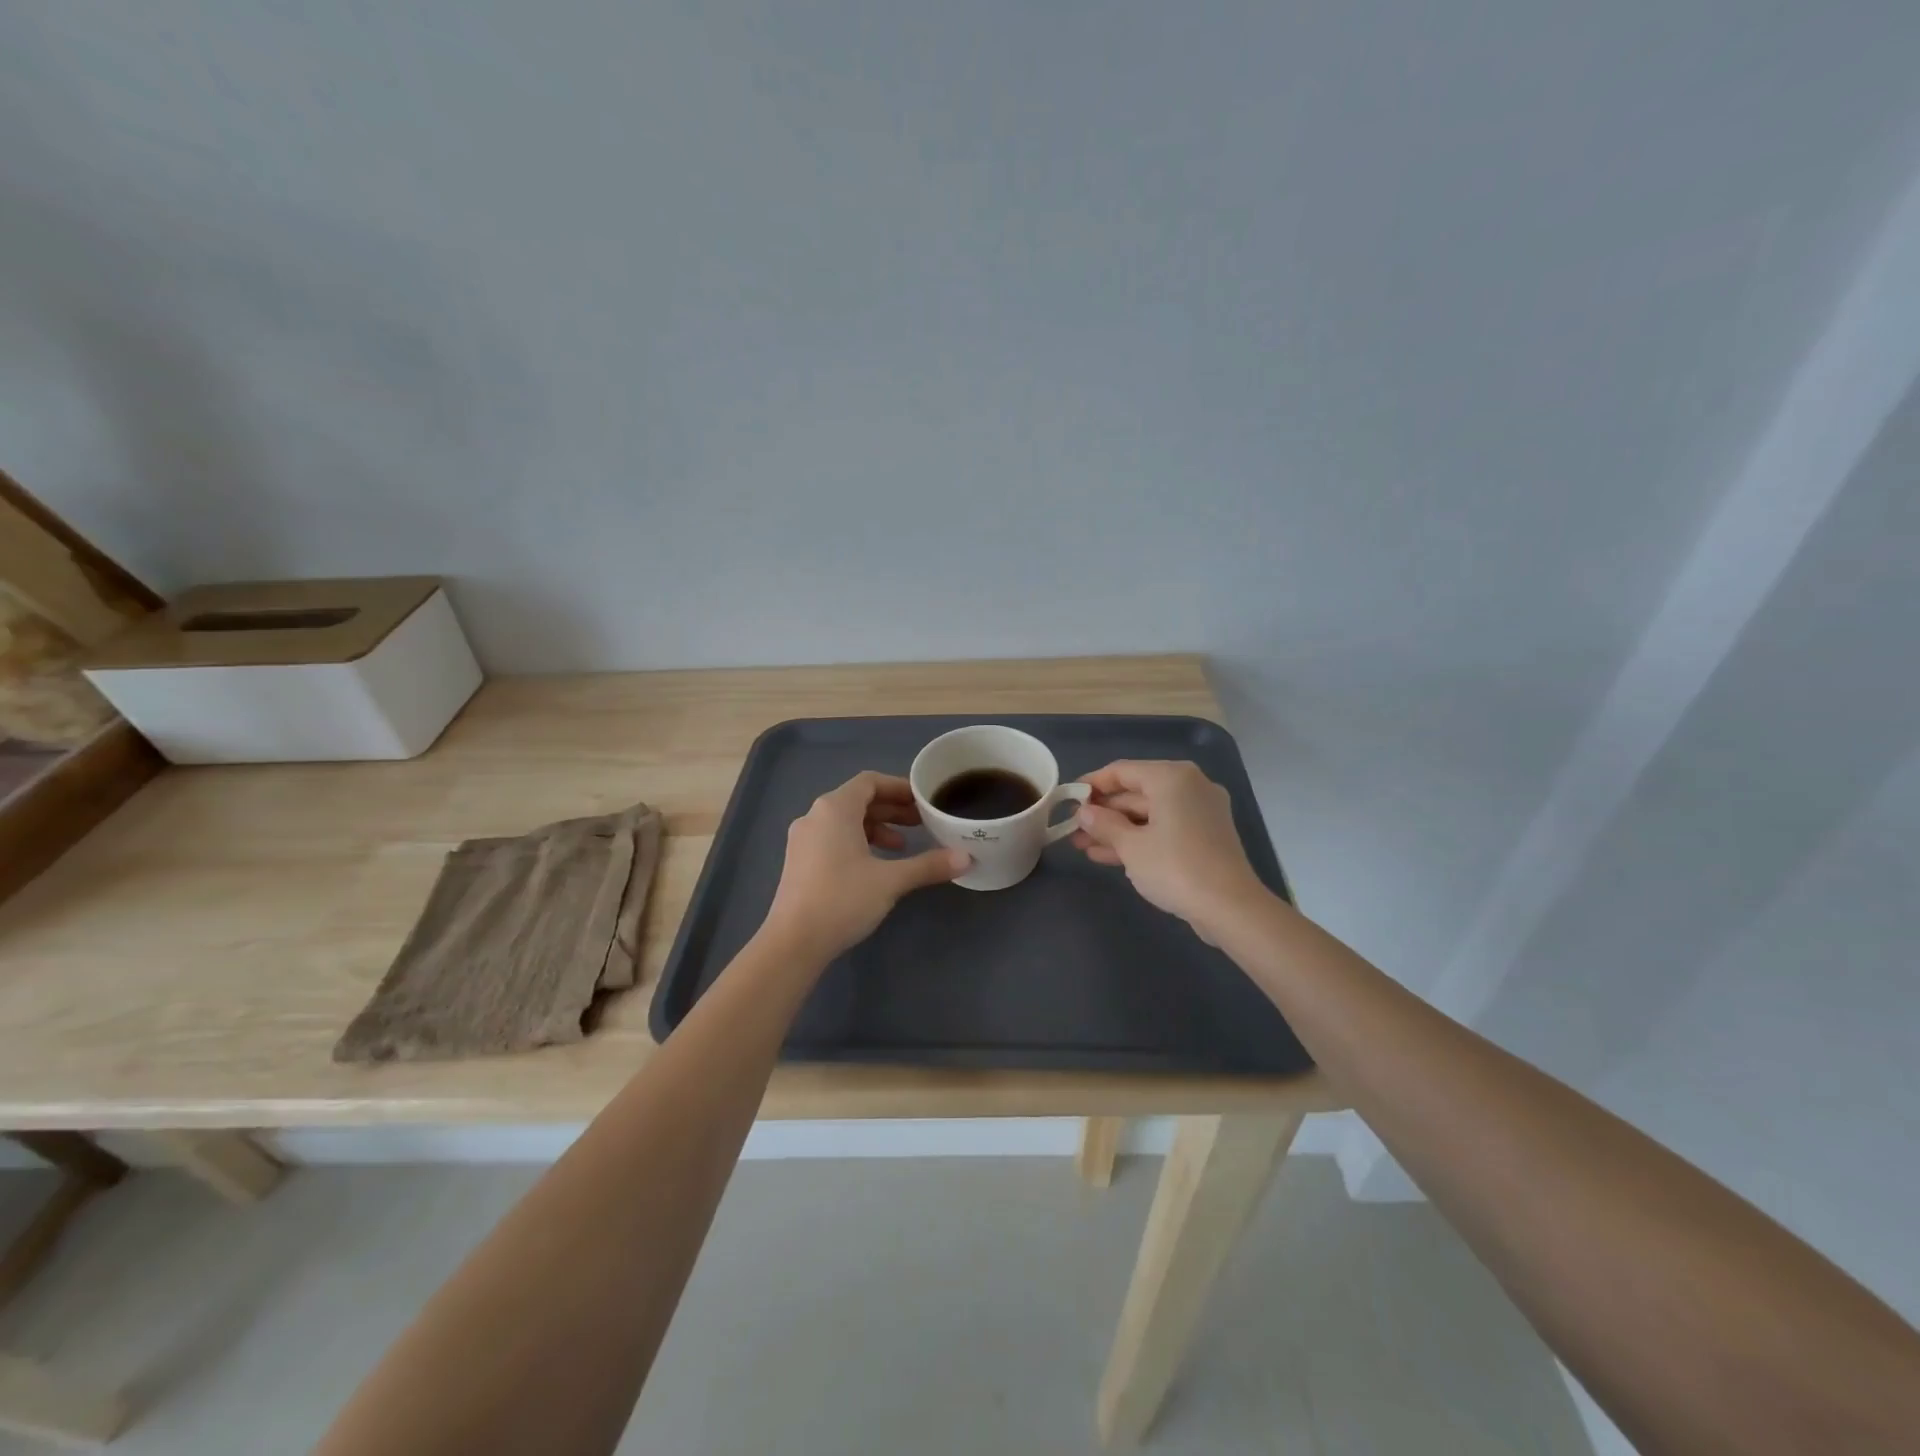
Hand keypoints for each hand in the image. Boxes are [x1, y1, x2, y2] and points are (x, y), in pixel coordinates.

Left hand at [762, 771, 969, 960]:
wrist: (793, 942)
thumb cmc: (842, 899)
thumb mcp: (891, 881)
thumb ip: (928, 865)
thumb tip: (966, 858)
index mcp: (835, 809)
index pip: (870, 782)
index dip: (899, 787)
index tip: (923, 801)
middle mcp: (815, 816)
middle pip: (858, 800)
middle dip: (891, 809)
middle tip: (921, 823)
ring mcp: (803, 839)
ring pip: (845, 821)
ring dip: (876, 827)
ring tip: (902, 846)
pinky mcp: (799, 861)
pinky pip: (833, 838)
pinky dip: (858, 842)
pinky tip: (875, 865)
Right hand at [1071, 759, 1267, 936]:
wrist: (1230, 908)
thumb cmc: (1175, 867)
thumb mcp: (1130, 846)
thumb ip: (1103, 824)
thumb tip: (1084, 813)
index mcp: (1172, 778)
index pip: (1122, 771)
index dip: (1092, 784)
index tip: (1068, 799)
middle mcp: (1189, 786)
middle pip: (1136, 792)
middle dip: (1103, 813)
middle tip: (1072, 829)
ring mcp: (1200, 812)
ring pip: (1149, 814)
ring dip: (1116, 829)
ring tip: (1082, 846)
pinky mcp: (1205, 836)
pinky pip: (1164, 829)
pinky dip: (1139, 839)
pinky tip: (1109, 856)